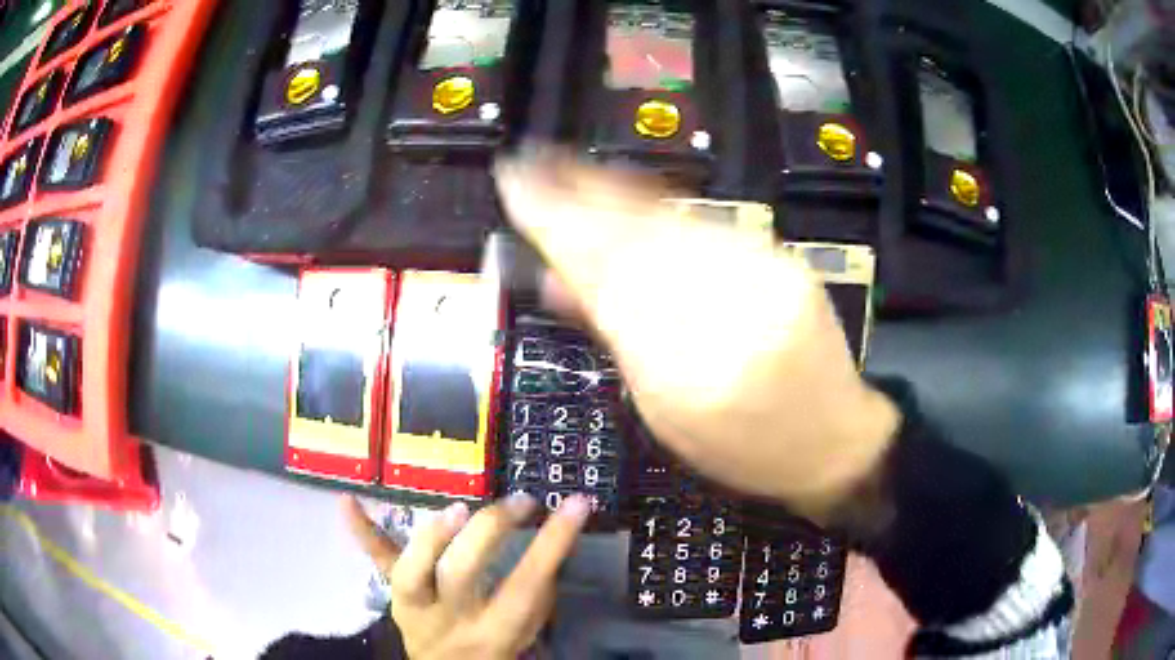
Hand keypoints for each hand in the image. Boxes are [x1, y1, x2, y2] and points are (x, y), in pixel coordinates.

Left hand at [344, 493, 590, 659]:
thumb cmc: (494, 650)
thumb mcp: (525, 631)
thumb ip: (536, 595)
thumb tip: (548, 541)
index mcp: (492, 634)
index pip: (526, 586)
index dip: (552, 544)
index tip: (577, 504)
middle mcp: (448, 621)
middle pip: (461, 576)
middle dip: (490, 532)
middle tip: (518, 503)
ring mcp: (412, 607)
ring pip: (410, 573)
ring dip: (429, 537)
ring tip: (458, 508)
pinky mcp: (392, 596)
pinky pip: (376, 564)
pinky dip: (362, 532)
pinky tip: (347, 501)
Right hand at [494, 151, 900, 520]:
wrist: (832, 439)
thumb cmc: (742, 449)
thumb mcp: (664, 414)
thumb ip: (614, 339)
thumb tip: (556, 279)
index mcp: (687, 371)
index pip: (605, 278)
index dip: (554, 225)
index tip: (514, 188)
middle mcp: (728, 310)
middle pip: (634, 236)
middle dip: (573, 194)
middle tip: (529, 163)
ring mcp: (764, 275)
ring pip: (670, 219)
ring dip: (610, 190)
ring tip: (563, 166)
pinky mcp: (783, 261)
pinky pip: (706, 222)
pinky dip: (657, 204)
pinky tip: (626, 191)